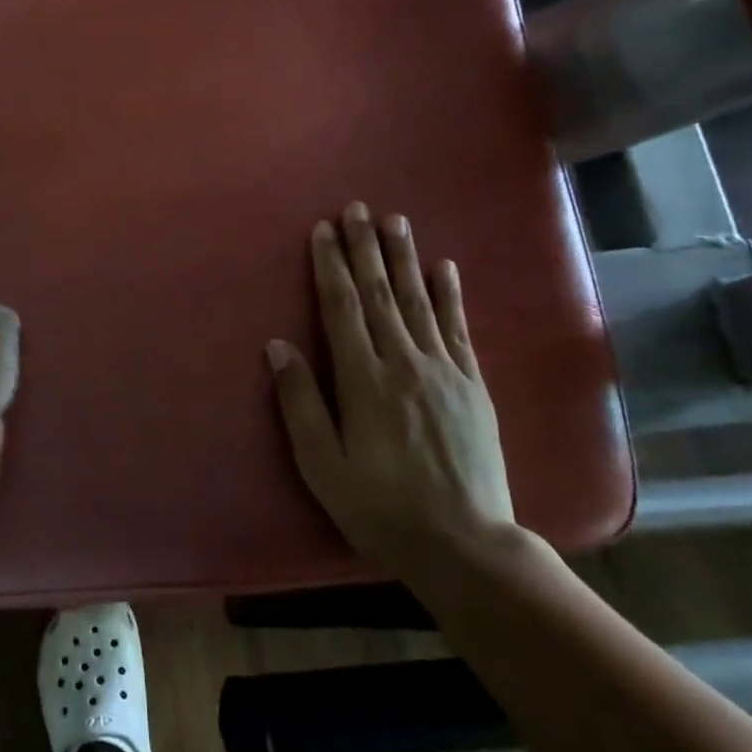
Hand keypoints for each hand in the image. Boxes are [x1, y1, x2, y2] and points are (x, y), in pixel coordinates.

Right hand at [266, 204, 517, 579]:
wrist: (464, 543)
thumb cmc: (380, 507)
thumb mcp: (322, 464)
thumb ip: (299, 402)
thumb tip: (278, 346)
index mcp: (363, 381)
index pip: (342, 308)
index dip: (331, 266)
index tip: (323, 230)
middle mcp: (404, 363)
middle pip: (381, 294)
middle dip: (365, 248)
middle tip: (358, 208)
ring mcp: (445, 371)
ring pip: (419, 302)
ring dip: (404, 258)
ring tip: (395, 221)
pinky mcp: (473, 385)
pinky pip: (458, 328)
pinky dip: (450, 294)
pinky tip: (445, 267)